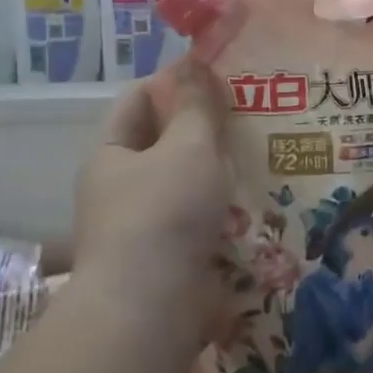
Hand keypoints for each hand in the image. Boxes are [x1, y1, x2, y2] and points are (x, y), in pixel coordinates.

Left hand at [73, 62, 233, 316]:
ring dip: (217, 173)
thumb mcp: (187, 147)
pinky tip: (256, 204)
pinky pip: (197, 223)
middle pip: (163, 144)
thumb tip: (194, 63)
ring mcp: (141, 228)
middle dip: (203, 130)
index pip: (139, 100)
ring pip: (185, 185)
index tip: (218, 77)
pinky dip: (221, 212)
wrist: (151, 310)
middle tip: (249, 115)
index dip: (174, 82)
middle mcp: (119, 188)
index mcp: (111, 153)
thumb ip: (197, 106)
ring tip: (261, 156)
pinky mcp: (166, 260)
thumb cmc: (164, 213)